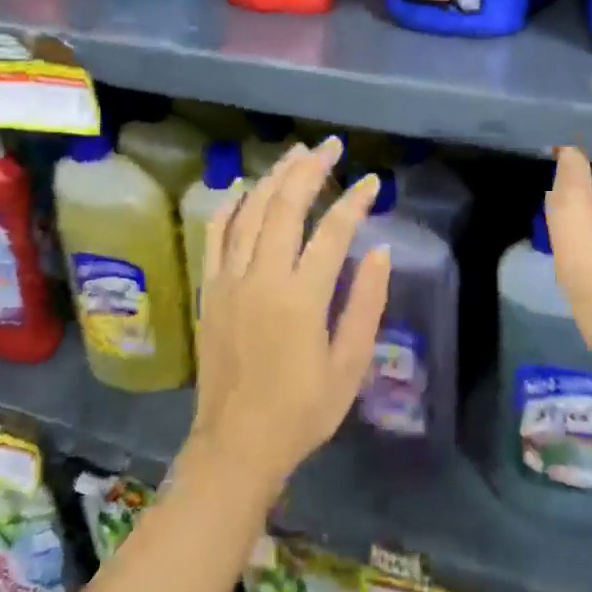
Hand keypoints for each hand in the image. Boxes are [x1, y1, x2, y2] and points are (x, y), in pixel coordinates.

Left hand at [184, 139, 389, 492]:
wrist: (236, 446)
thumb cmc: (302, 411)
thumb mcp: (350, 366)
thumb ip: (366, 305)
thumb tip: (380, 251)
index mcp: (301, 297)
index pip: (333, 231)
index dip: (355, 201)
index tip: (372, 181)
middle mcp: (262, 277)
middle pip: (286, 206)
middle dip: (311, 169)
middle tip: (331, 146)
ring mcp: (230, 280)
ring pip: (250, 211)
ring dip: (274, 177)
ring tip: (296, 153)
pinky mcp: (211, 290)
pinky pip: (217, 235)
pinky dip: (232, 205)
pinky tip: (245, 188)